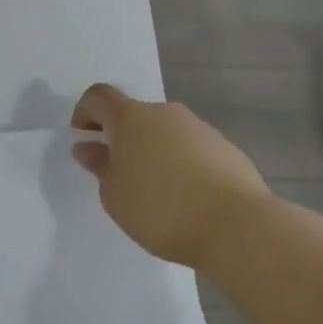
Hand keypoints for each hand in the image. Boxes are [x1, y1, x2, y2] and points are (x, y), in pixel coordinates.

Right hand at [71, 84, 276, 271]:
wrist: (238, 227)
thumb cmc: (161, 209)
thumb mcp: (114, 195)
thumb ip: (99, 167)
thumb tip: (89, 147)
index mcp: (131, 118)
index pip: (98, 96)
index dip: (84, 113)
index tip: (83, 140)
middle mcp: (165, 113)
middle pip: (133, 114)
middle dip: (119, 136)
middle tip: (116, 171)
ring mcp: (199, 128)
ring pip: (164, 131)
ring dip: (150, 150)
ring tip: (152, 190)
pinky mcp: (226, 148)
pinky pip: (190, 148)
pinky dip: (179, 163)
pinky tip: (184, 197)